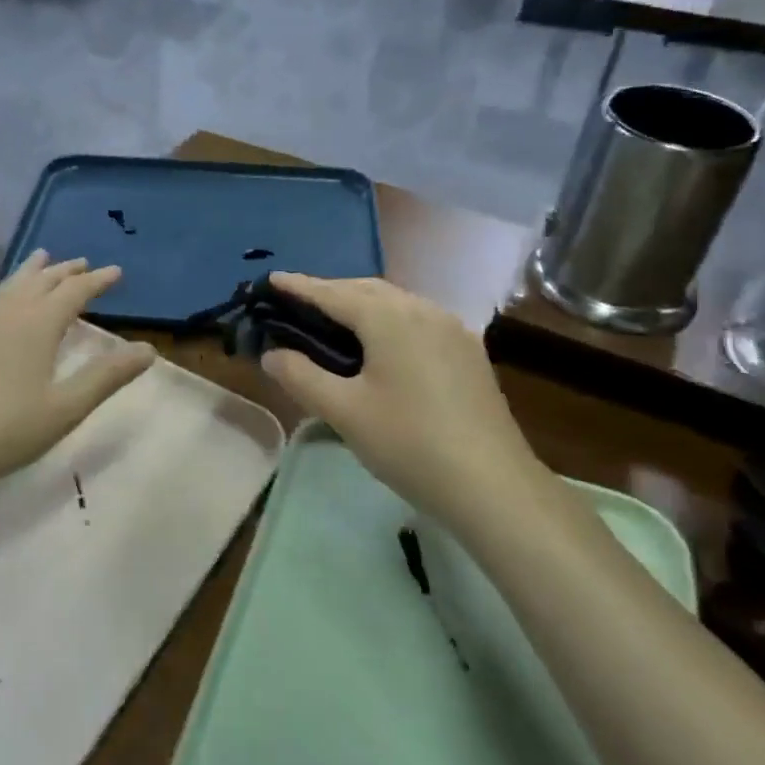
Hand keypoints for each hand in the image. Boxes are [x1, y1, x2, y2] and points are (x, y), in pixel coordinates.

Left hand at [0, 252, 155, 496]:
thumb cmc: (6, 429)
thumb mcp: (66, 408)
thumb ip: (106, 376)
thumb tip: (148, 349)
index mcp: (38, 325)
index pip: (73, 291)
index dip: (97, 281)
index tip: (116, 272)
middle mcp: (9, 315)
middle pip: (41, 281)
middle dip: (65, 270)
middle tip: (84, 263)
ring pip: (12, 285)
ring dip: (33, 271)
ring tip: (42, 259)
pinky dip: (10, 287)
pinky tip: (5, 301)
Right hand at [259, 274, 539, 519]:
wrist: (493, 485)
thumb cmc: (409, 443)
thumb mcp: (344, 411)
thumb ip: (301, 376)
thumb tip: (272, 353)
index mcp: (390, 317)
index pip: (333, 293)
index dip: (299, 286)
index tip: (271, 279)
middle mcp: (423, 310)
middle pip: (367, 289)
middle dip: (330, 291)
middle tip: (296, 302)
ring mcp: (452, 329)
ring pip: (396, 303)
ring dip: (361, 304)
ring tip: (333, 320)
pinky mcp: (468, 353)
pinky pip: (416, 321)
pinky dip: (387, 320)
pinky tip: (380, 344)